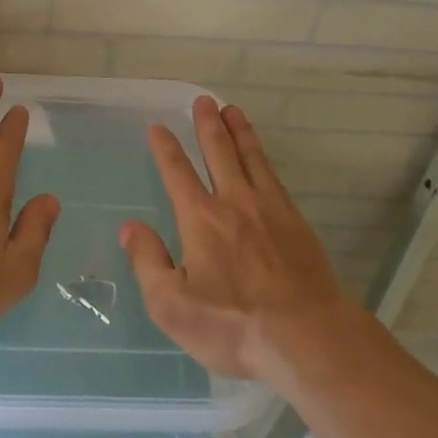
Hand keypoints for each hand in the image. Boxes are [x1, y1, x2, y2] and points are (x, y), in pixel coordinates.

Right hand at [120, 97, 355, 381]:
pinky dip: (264, 158)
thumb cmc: (233, 326)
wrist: (307, 337)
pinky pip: (275, 178)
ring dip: (239, 131)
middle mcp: (234, 202)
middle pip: (219, 152)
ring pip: (251, 158)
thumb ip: (148, 262)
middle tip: (204, 100)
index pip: (177, 172)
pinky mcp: (296, 223)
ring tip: (232, 110)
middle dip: (208, 124)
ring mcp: (270, 209)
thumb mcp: (172, 306)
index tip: (158, 126)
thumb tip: (130, 228)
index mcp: (201, 218)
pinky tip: (262, 158)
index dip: (165, 147)